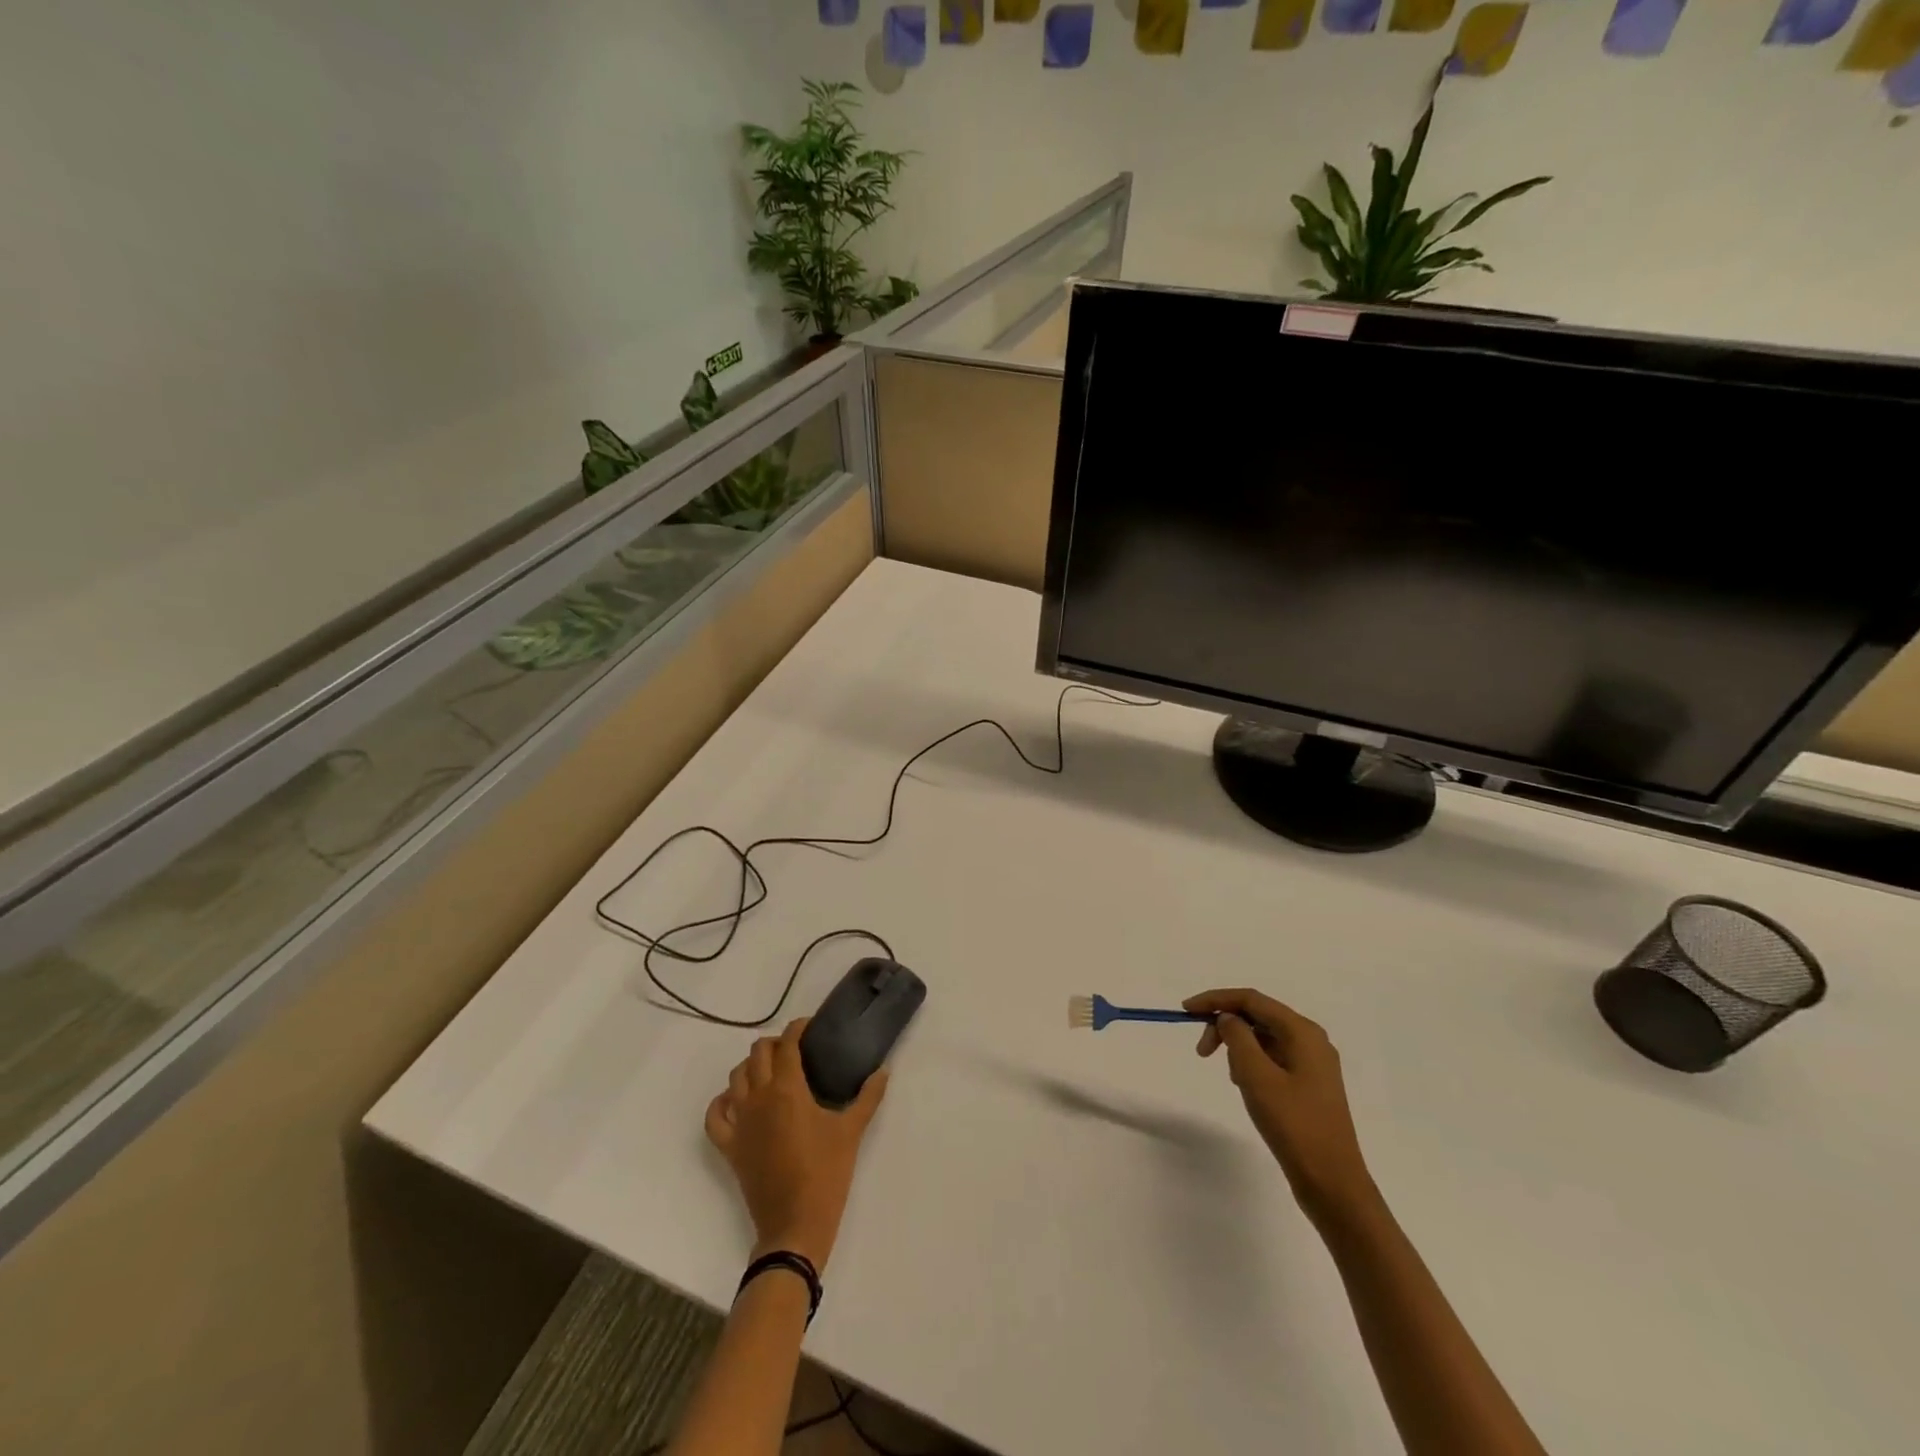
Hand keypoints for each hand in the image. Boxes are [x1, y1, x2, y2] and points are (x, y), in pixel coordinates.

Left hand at [704, 1018, 888, 1271]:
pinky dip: (722, 1102)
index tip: (810, 1026)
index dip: (797, 1028)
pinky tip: (737, 1101)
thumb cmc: (827, 1173)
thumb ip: (869, 1097)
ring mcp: (740, 1122)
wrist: (795, 1224)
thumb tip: (884, 1071)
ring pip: (735, 1078)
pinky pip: (715, 1116)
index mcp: (788, 1089)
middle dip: (774, 1044)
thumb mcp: (852, 1131)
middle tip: (794, 1050)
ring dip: (750, 1067)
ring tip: (770, 1071)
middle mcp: (759, 1097)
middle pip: (757, 1054)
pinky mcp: (730, 1146)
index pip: (787, 1044)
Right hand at [1183, 988, 1377, 1226]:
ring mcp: (1312, 1064)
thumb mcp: (1256, 1075)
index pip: (1251, 999)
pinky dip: (1252, 1064)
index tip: (1186, 1011)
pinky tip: (1247, 1087)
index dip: (1216, 1000)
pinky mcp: (1308, 1085)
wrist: (1332, 1183)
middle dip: (1226, 1027)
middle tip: (1202, 1052)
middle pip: (1257, 1016)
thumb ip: (1237, 1037)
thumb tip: (1228, 1018)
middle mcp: (1311, 1040)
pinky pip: (1272, 1059)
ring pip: (1263, 1038)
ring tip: (1232, 1078)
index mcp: (1303, 1032)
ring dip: (1238, 1048)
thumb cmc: (1294, 1125)